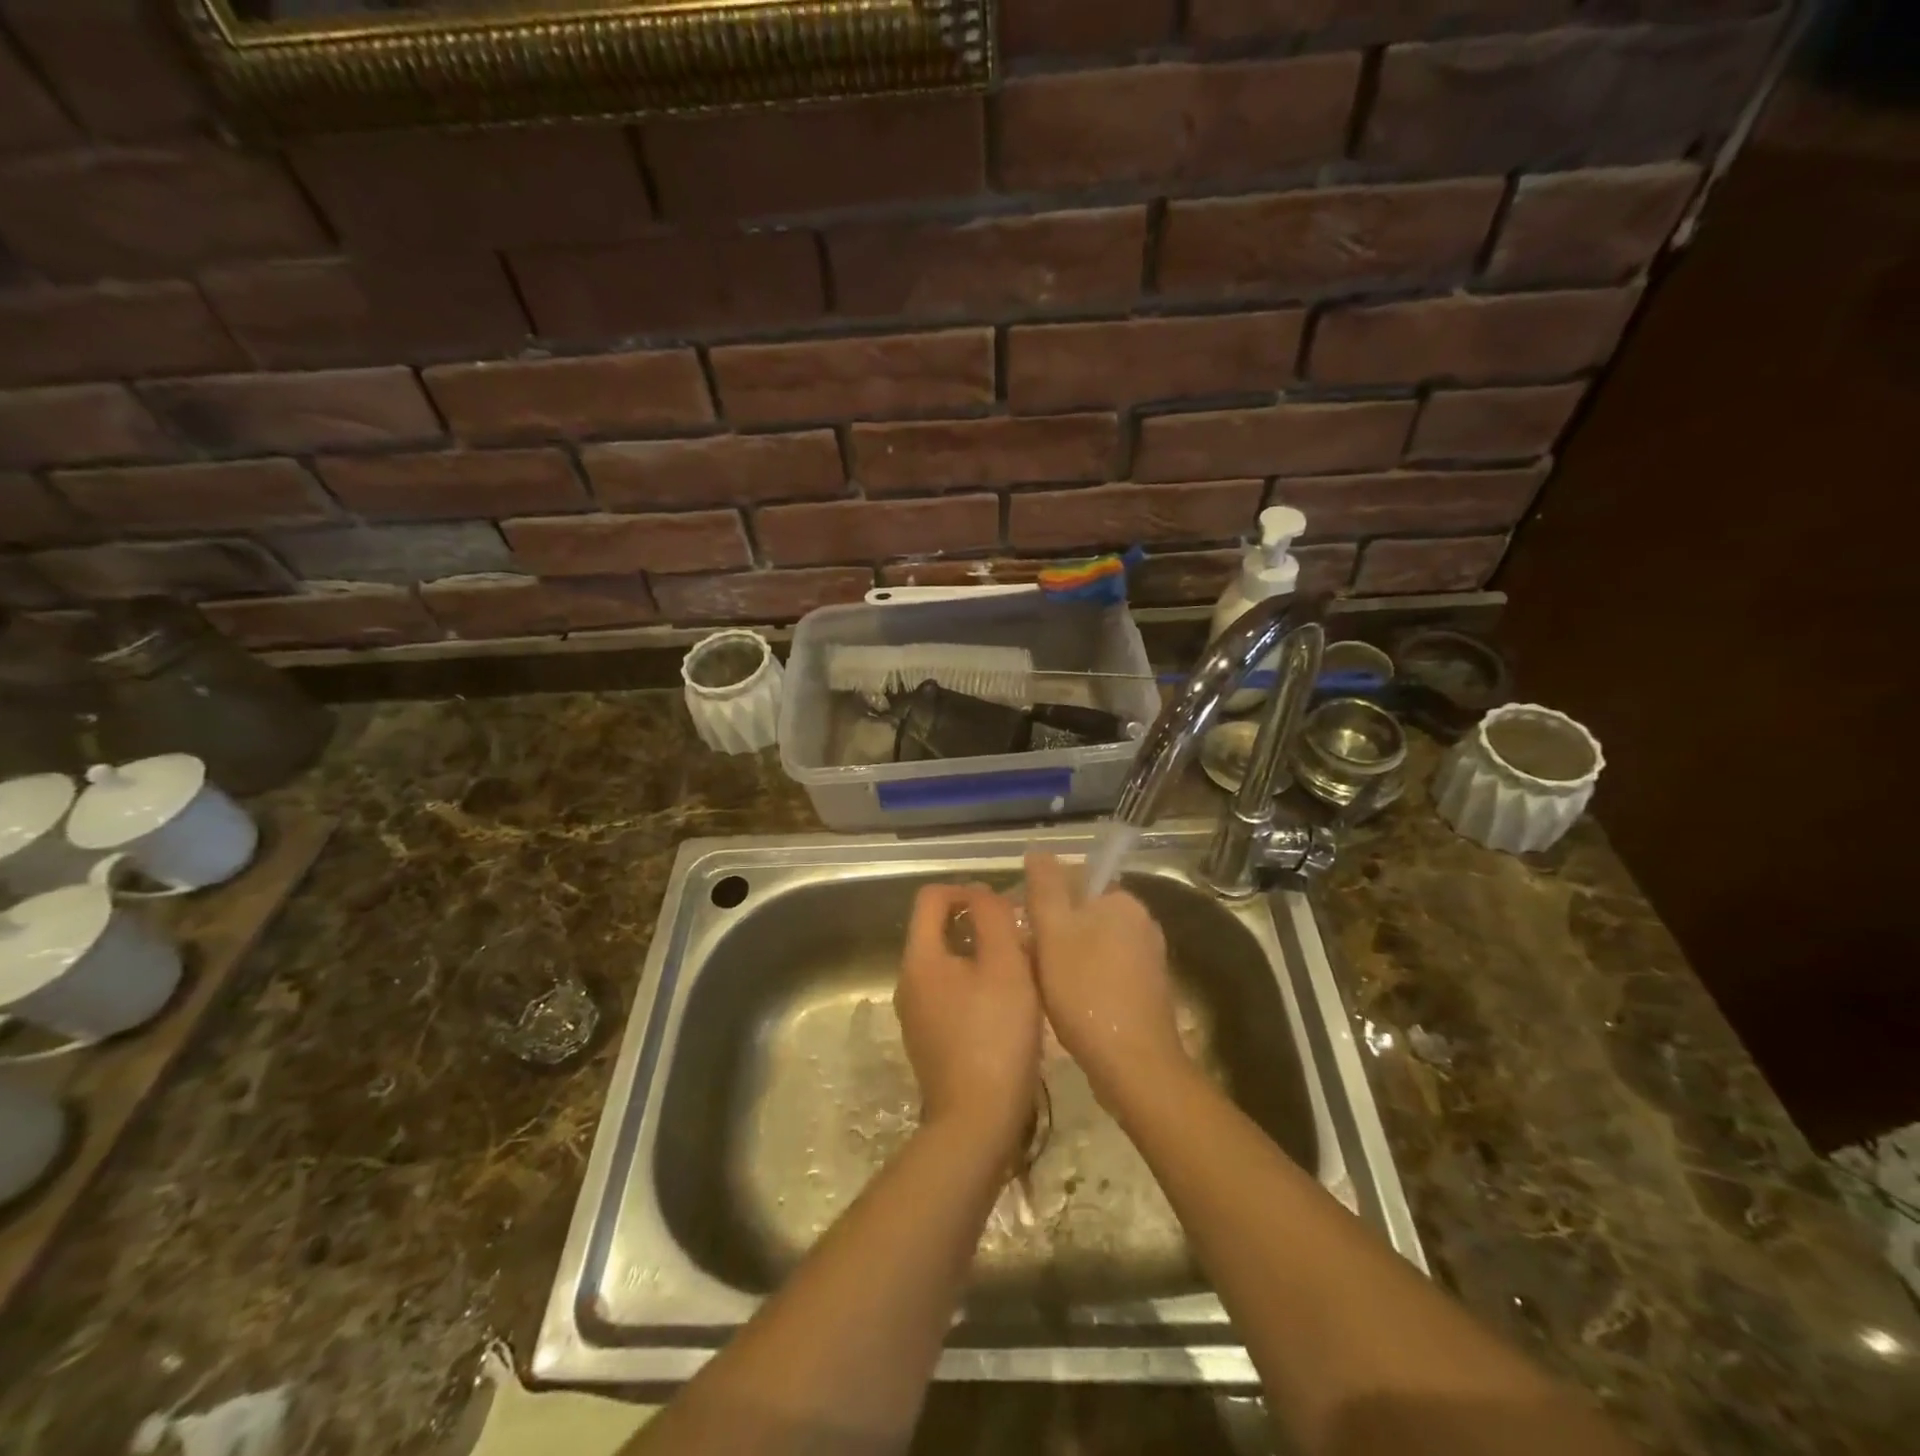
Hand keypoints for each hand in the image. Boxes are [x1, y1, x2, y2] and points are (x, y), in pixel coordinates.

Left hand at [894, 883, 1040, 1159]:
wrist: (976, 1124)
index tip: (1002, 907)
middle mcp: (908, 982)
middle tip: (1018, 938)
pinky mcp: (929, 1041)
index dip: (966, 890)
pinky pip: (949, 995)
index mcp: (920, 958)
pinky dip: (975, 987)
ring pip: (946, 964)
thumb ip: (993, 919)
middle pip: (937, 930)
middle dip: (978, 924)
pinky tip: (1006, 1008)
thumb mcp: (1005, 967)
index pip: (931, 897)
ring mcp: (915, 1015)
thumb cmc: (995, 1036)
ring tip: (1020, 971)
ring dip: (980, 956)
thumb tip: (981, 894)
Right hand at [1024, 852, 1186, 1109]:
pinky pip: (1105, 970)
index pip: (1076, 880)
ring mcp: (1148, 958)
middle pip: (1084, 913)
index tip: (1021, 925)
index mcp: (1123, 901)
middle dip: (1053, 930)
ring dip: (1065, 956)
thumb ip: (1045, 887)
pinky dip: (1084, 979)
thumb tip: (1039, 852)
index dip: (1044, 899)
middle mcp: (1142, 922)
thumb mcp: (1054, 932)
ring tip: (1040, 982)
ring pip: (1092, 943)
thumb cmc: (1086, 991)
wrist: (1134, 1065)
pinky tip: (1066, 1002)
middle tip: (1025, 957)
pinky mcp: (1147, 990)